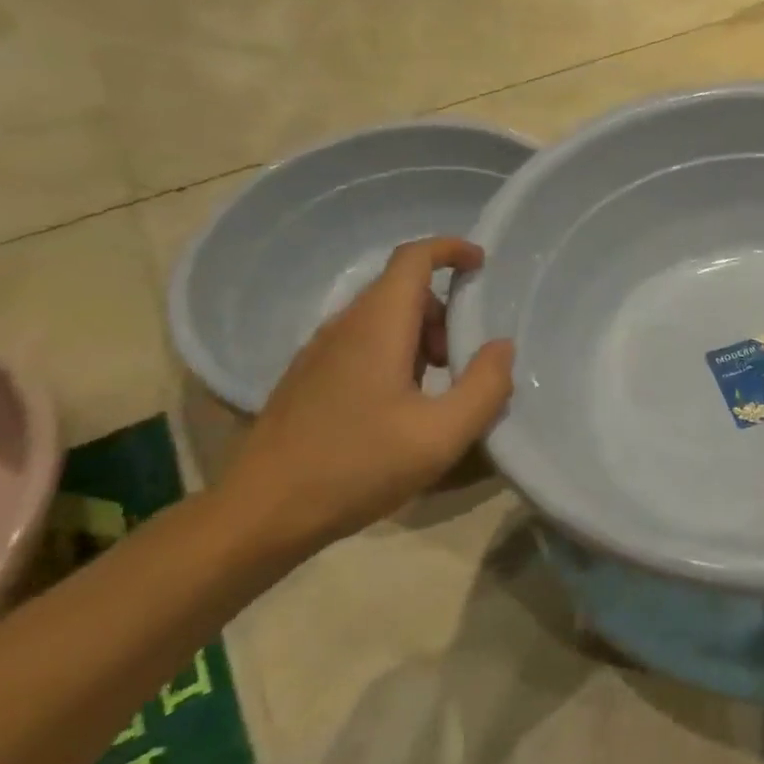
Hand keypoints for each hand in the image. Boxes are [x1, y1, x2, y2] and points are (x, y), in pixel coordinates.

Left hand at [222, 238, 514, 551]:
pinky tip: (399, 408)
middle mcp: (344, 327)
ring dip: (420, 337)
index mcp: (377, 327)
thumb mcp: (441, 435)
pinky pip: (361, 344)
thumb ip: (484, 387)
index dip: (451, 249)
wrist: (261, 514)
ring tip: (437, 389)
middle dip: (443, 311)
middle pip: (401, 290)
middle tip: (465, 358)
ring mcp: (318, 353)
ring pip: (381, 319)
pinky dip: (394, 355)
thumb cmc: (357, 467)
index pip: (413, 258)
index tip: (482, 263)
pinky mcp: (307, 379)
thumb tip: (502, 347)